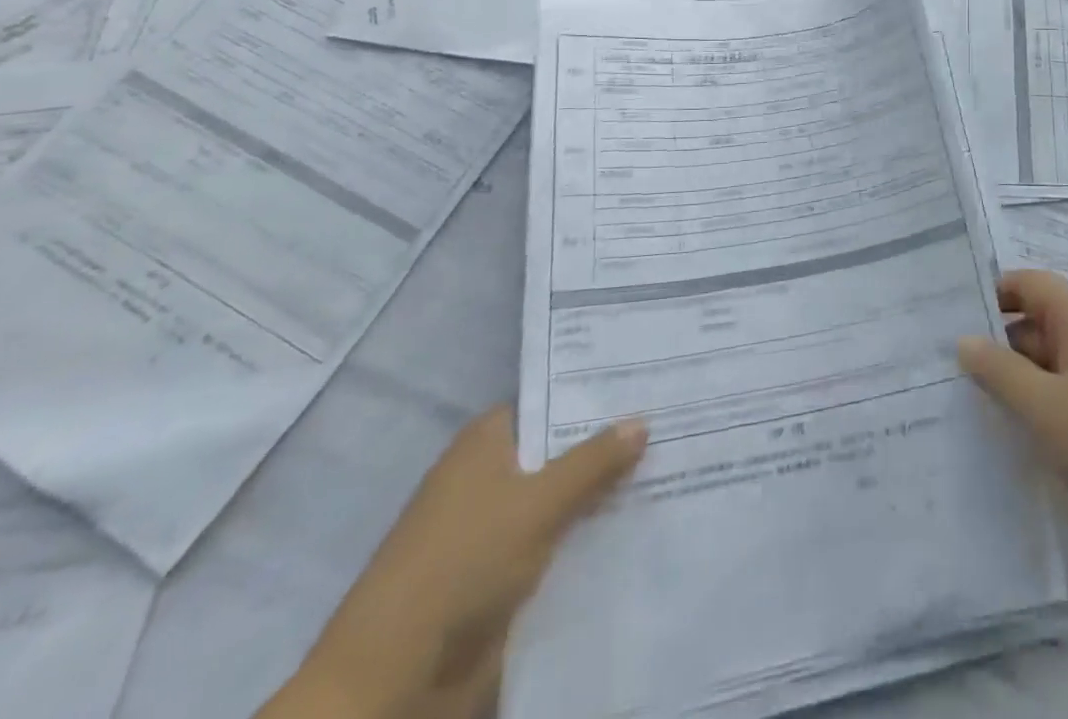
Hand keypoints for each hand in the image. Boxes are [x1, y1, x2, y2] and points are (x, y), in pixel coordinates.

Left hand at [260, 407, 646, 718]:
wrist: (391, 684)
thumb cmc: (460, 565)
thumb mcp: (537, 504)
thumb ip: (593, 461)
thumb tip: (642, 421)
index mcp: (487, 442)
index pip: (553, 398)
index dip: (598, 392)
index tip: (650, 382)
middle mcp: (491, 475)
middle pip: (562, 448)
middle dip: (612, 443)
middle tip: (677, 420)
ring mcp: (496, 528)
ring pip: (564, 497)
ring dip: (606, 493)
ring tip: (675, 467)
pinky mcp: (503, 575)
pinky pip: (559, 541)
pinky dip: (591, 535)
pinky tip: (642, 523)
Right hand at [958, 269, 1067, 542]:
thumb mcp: (1044, 407)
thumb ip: (999, 371)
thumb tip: (965, 340)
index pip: (1031, 284)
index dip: (993, 294)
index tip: (952, 317)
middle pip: (1043, 322)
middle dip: (1001, 343)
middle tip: (952, 367)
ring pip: (1059, 365)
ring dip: (1023, 380)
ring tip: (977, 404)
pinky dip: (1049, 407)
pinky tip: (1023, 436)